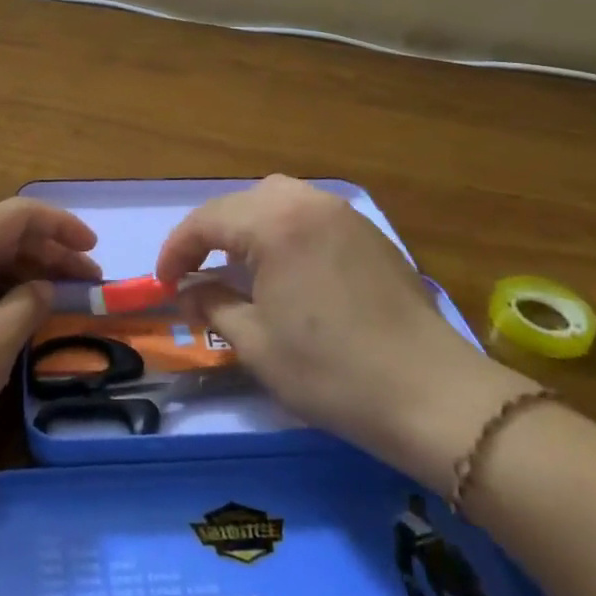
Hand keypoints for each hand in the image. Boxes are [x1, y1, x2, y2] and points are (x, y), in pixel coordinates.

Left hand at [0, 197, 99, 467]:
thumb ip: (28, 307)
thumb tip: (43, 289)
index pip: (17, 215)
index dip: (60, 224)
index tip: (94, 249)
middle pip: (3, 236)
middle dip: (50, 252)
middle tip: (88, 281)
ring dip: (28, 275)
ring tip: (62, 299)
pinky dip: (4, 294)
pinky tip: (21, 317)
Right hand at [156, 176, 535, 492]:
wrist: (433, 396)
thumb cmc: (332, 372)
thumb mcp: (255, 343)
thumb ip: (212, 304)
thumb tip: (189, 291)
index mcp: (275, 223)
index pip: (206, 221)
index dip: (176, 250)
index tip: (163, 284)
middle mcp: (308, 203)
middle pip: (241, 202)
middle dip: (210, 233)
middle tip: (196, 272)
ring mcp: (344, 214)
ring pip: (277, 200)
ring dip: (247, 226)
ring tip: (238, 265)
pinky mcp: (369, 234)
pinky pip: (310, 214)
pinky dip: (283, 230)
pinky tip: (285, 268)